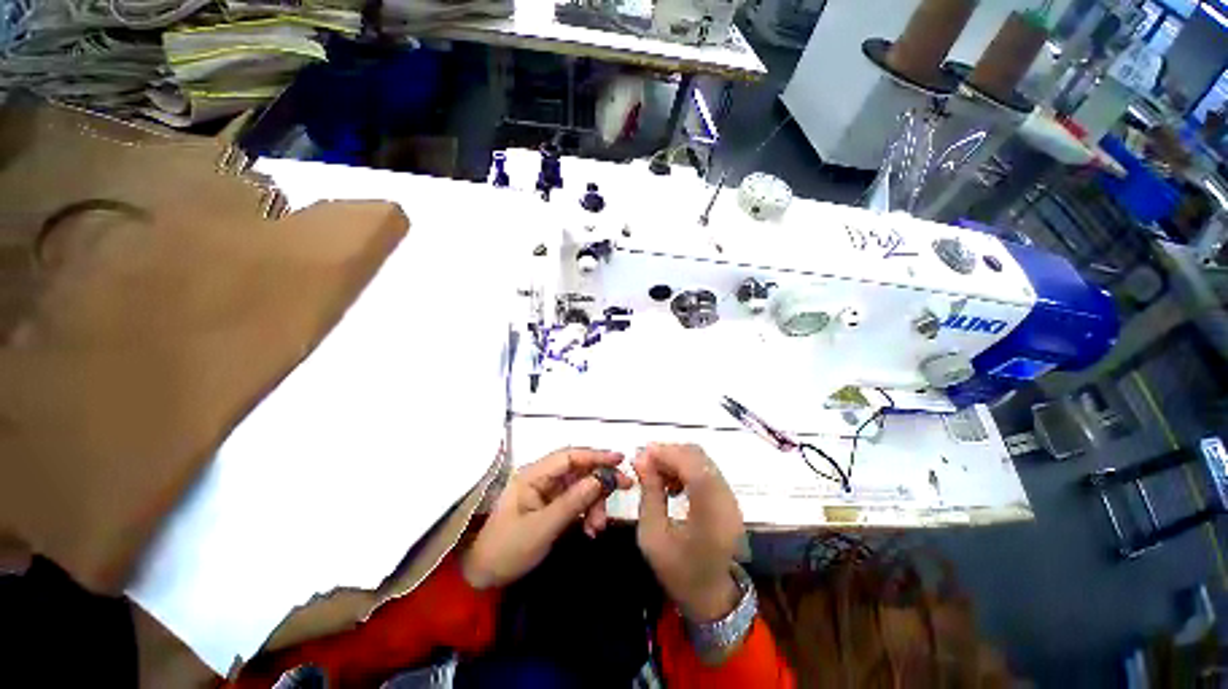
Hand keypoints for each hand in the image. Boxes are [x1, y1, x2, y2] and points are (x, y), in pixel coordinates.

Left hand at [462, 447, 630, 589]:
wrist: (484, 576)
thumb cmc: (508, 549)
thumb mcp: (543, 527)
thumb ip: (573, 501)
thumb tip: (601, 479)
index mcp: (533, 475)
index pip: (569, 456)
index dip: (595, 455)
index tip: (620, 459)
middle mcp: (541, 477)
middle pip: (578, 469)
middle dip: (600, 479)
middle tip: (625, 487)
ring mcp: (546, 491)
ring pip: (580, 485)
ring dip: (594, 501)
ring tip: (597, 527)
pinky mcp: (550, 505)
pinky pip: (576, 500)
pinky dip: (587, 511)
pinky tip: (591, 528)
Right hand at [633, 443, 744, 621]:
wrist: (710, 595)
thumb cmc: (678, 571)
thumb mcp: (653, 536)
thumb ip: (649, 493)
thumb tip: (640, 458)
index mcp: (712, 515)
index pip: (694, 468)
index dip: (668, 453)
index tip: (642, 452)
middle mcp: (727, 501)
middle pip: (700, 459)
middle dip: (670, 453)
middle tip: (645, 460)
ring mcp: (731, 498)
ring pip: (703, 461)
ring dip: (677, 459)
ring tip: (655, 472)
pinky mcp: (728, 498)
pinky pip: (706, 470)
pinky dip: (686, 468)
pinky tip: (671, 482)